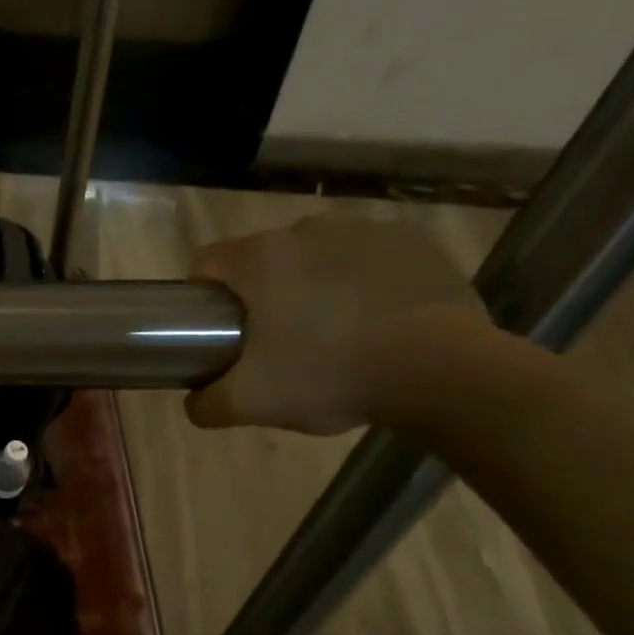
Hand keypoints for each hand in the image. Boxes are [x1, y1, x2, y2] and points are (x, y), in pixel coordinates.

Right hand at [186, 215, 489, 434]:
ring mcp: (363, 230)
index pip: (206, 263)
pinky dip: (360, 283)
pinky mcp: (412, 240)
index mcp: (258, 259)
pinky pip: (366, 259)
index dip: (203, 296)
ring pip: (314, 256)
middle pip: (262, 259)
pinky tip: (374, 322)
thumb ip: (206, 404)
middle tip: (275, 343)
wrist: (439, 369)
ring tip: (330, 333)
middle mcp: (305, 230)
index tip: (217, 330)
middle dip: (261, 294)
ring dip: (310, 285)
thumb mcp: (250, 404)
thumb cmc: (328, 376)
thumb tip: (194, 400)